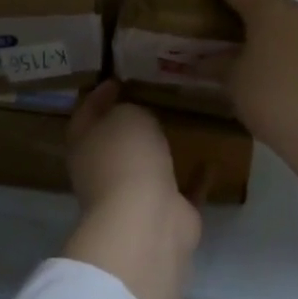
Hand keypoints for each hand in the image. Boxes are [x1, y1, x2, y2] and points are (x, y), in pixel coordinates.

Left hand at [60, 81, 201, 298]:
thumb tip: (136, 116)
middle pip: (115, 142)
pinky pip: (183, 189)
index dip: (99, 94)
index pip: (86, 113)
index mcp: (85, 146)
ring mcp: (135, 196)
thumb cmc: (127, 158)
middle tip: (153, 97)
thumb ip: (131, 109)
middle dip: (130, 123)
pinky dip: (195, 178)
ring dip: (160, 152)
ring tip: (182, 125)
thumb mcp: (127, 115)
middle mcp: (105, 171)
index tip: (117, 77)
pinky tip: (212, 160)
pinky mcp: (167, 214)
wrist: (148, 221)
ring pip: (148, 167)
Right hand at [201, 0, 297, 223]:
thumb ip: (217, 66)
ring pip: (285, 24)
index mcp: (267, 11)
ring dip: (267, 32)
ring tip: (248, 48)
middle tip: (226, 16)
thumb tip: (202, 61)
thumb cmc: (272, 97)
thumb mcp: (235, 82)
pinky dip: (283, 50)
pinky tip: (274, 70)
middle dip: (246, 8)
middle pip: (265, 4)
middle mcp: (296, 13)